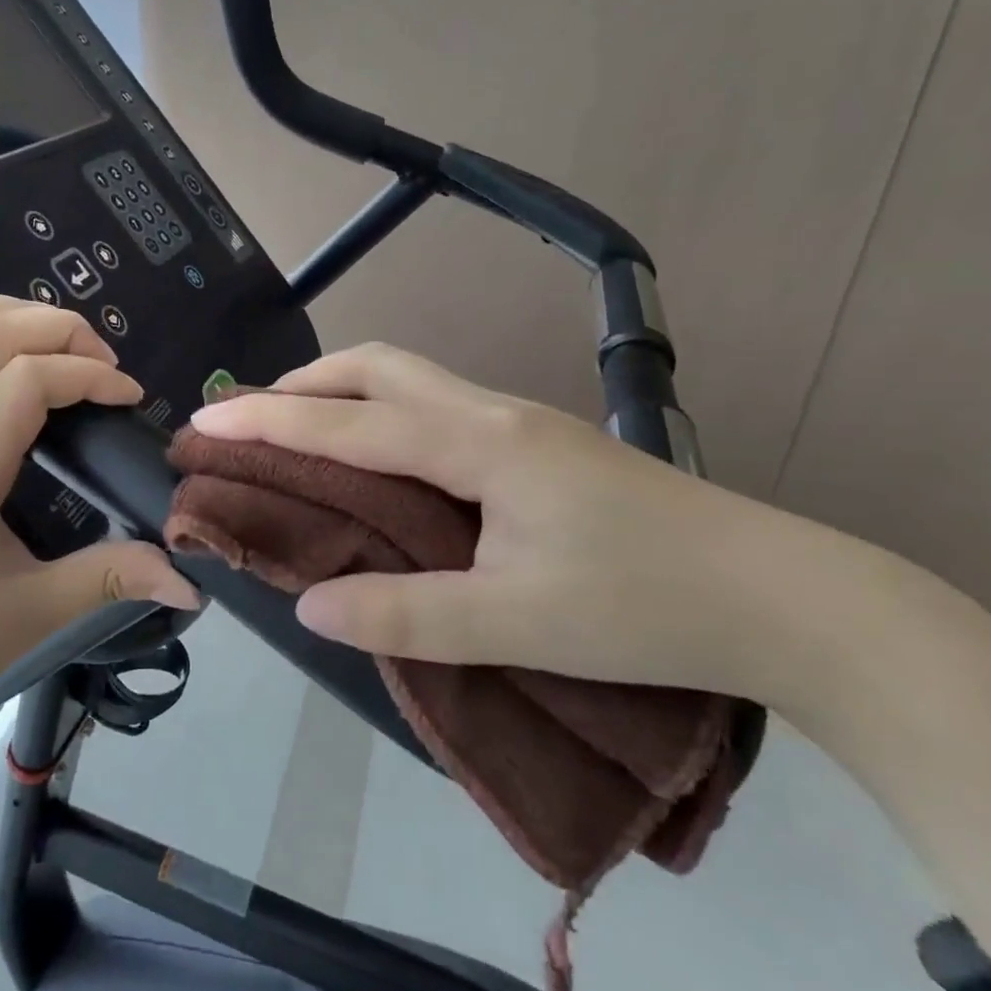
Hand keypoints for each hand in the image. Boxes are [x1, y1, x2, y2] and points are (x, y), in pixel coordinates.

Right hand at [189, 342, 839, 702]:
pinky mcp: (539, 445)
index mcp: (478, 445)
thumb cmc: (647, 607)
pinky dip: (383, 412)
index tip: (205, 420)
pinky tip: (382, 455)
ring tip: (302, 428)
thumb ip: (407, 614)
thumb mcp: (518, 625)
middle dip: (303, 381)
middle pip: (378, 366)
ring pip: (410, 378)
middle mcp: (492, 413)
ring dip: (344, 390)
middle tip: (251, 417)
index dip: (268, 420)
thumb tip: (309, 604)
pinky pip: (435, 406)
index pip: (348, 421)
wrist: (785, 598)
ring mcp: (520, 422)